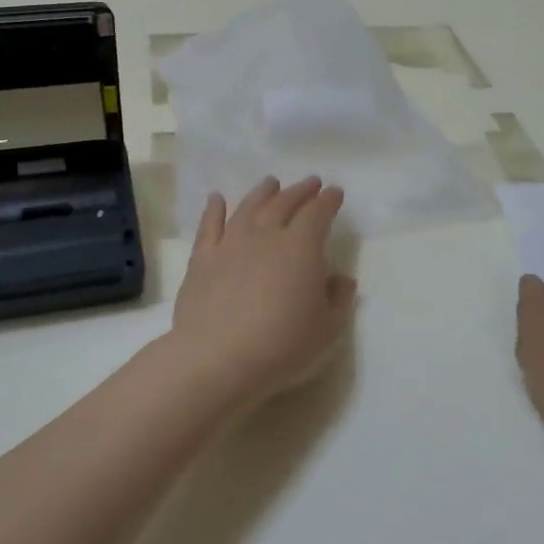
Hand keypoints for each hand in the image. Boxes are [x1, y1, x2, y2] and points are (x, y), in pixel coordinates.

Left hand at [167, 177, 358, 403]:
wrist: (218, 359)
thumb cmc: (281, 346)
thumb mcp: (326, 329)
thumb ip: (338, 300)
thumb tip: (341, 278)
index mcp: (301, 247)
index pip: (318, 213)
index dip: (328, 201)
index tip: (335, 193)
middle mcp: (266, 235)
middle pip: (284, 203)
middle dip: (300, 191)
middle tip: (310, 183)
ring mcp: (230, 244)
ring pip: (249, 207)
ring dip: (263, 192)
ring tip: (271, 183)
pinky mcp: (202, 259)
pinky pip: (209, 225)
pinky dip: (213, 209)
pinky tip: (216, 198)